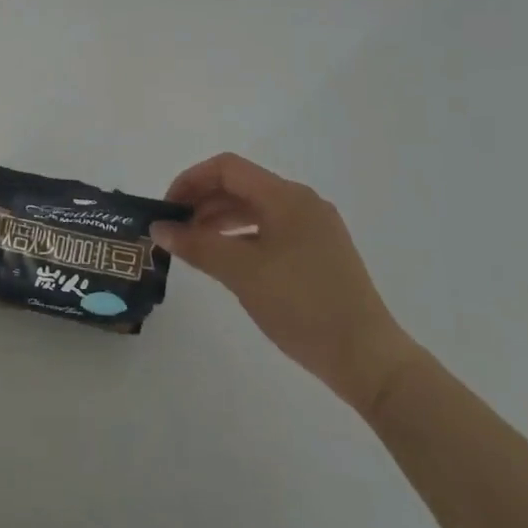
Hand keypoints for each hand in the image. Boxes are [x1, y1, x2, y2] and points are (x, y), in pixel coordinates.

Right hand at [155, 154, 418, 415]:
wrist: (368, 359)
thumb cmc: (302, 306)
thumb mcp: (241, 273)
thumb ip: (197, 245)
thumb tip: (158, 228)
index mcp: (286, 197)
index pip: (227, 169)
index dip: (190, 181)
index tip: (166, 209)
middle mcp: (302, 203)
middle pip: (241, 185)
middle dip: (202, 201)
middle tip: (174, 229)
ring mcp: (314, 228)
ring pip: (255, 208)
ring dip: (219, 219)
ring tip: (193, 245)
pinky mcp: (319, 253)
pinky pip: (271, 229)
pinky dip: (242, 236)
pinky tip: (226, 260)